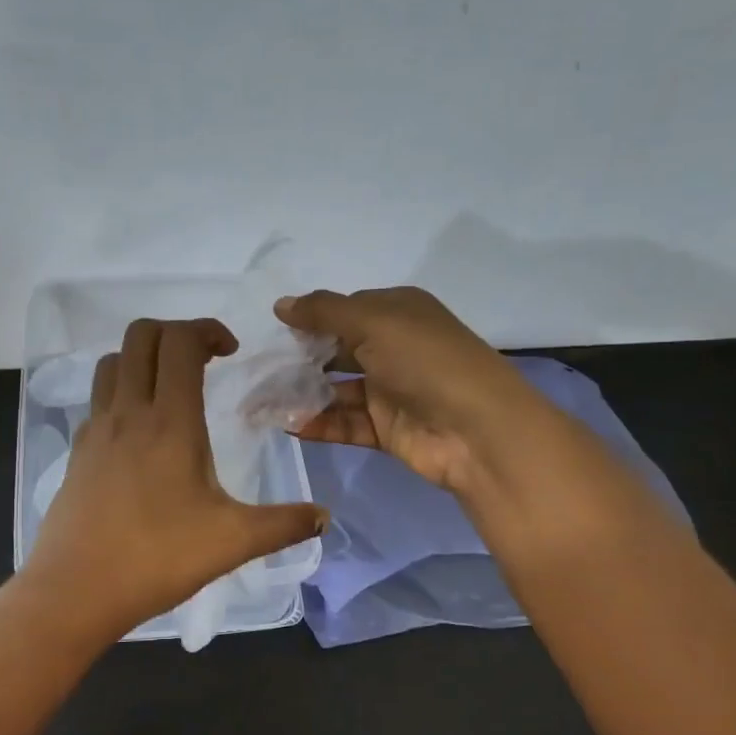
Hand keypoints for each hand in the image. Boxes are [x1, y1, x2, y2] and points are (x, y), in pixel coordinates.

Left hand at [22, 318, 328, 634]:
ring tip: (170, 389)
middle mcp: (128, 412)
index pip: (180, 341)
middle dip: (175, 332)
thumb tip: (324, 517)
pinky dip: (121, 394)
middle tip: (204, 362)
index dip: (207, 329)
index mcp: (169, 422)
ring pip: (112, 362)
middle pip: (140, 335)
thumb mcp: (232, 542)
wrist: (75, 591)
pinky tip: (141, 435)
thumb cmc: (156, 558)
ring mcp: (96, 430)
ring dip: (143, 358)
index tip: (231, 352)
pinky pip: (98, 400)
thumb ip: (283, 524)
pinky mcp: (77, 452)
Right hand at [274, 287, 540, 492]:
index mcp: (397, 312)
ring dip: (303, 395)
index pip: (344, 310)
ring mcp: (390, 390)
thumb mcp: (373, 321)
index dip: (310, 318)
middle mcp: (394, 347)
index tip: (271, 332)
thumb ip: (323, 312)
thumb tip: (280, 304)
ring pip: (336, 389)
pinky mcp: (386, 428)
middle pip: (337, 350)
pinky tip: (287, 425)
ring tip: (261, 402)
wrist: (477, 430)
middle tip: (258, 370)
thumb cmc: (425, 361)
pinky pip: (344, 422)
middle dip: (300, 359)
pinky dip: (318, 423)